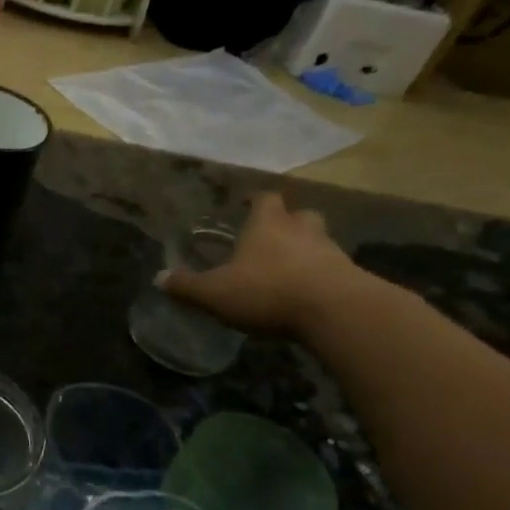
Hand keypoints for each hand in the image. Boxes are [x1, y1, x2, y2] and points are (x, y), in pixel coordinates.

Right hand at [158, 192, 362, 336]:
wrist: (335, 311)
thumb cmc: (268, 291)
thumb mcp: (215, 293)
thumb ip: (187, 286)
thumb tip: (159, 278)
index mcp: (267, 225)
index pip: (264, 199)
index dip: (255, 199)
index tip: (246, 202)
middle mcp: (301, 230)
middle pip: (299, 214)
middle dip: (287, 221)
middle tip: (274, 233)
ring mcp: (330, 252)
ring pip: (319, 239)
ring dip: (306, 247)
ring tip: (291, 265)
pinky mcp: (350, 277)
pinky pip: (333, 268)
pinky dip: (321, 274)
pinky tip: (309, 292)